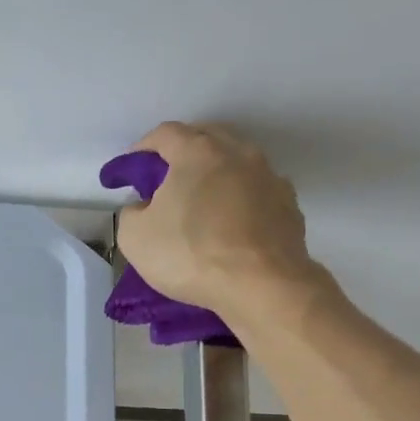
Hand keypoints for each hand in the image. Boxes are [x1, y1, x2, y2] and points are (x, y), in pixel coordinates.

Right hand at [115, 122, 327, 318]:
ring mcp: (270, 177)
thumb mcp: (135, 238)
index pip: (165, 134)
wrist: (261, 286)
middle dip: (183, 153)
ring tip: (202, 203)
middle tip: (166, 180)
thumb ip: (132, 213)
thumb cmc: (190, 254)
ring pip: (237, 164)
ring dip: (216, 176)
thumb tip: (144, 207)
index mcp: (197, 152)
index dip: (143, 148)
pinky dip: (241, 201)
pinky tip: (232, 225)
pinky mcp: (289, 206)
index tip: (130, 170)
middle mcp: (238, 153)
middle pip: (206, 138)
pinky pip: (257, 193)